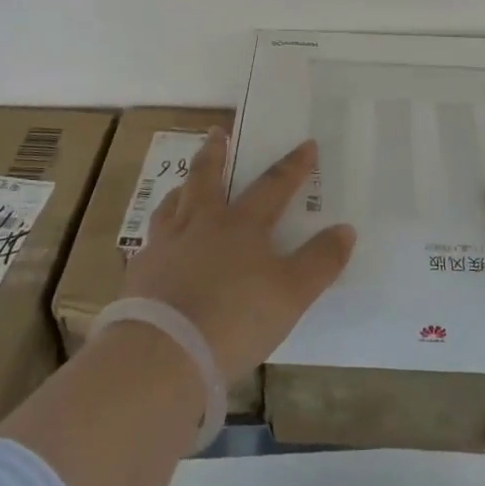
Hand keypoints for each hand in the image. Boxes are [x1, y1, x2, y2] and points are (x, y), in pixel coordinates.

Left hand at [122, 130, 355, 381]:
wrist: (163, 354)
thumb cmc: (235, 318)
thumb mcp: (292, 294)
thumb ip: (320, 261)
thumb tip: (345, 229)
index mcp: (241, 225)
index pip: (273, 186)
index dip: (293, 166)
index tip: (306, 144)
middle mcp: (200, 224)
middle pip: (207, 178)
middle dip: (216, 153)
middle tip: (216, 131)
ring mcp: (165, 246)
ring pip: (172, 205)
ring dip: (182, 189)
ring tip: (183, 184)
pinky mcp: (139, 274)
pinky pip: (149, 243)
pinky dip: (158, 236)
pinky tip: (157, 245)